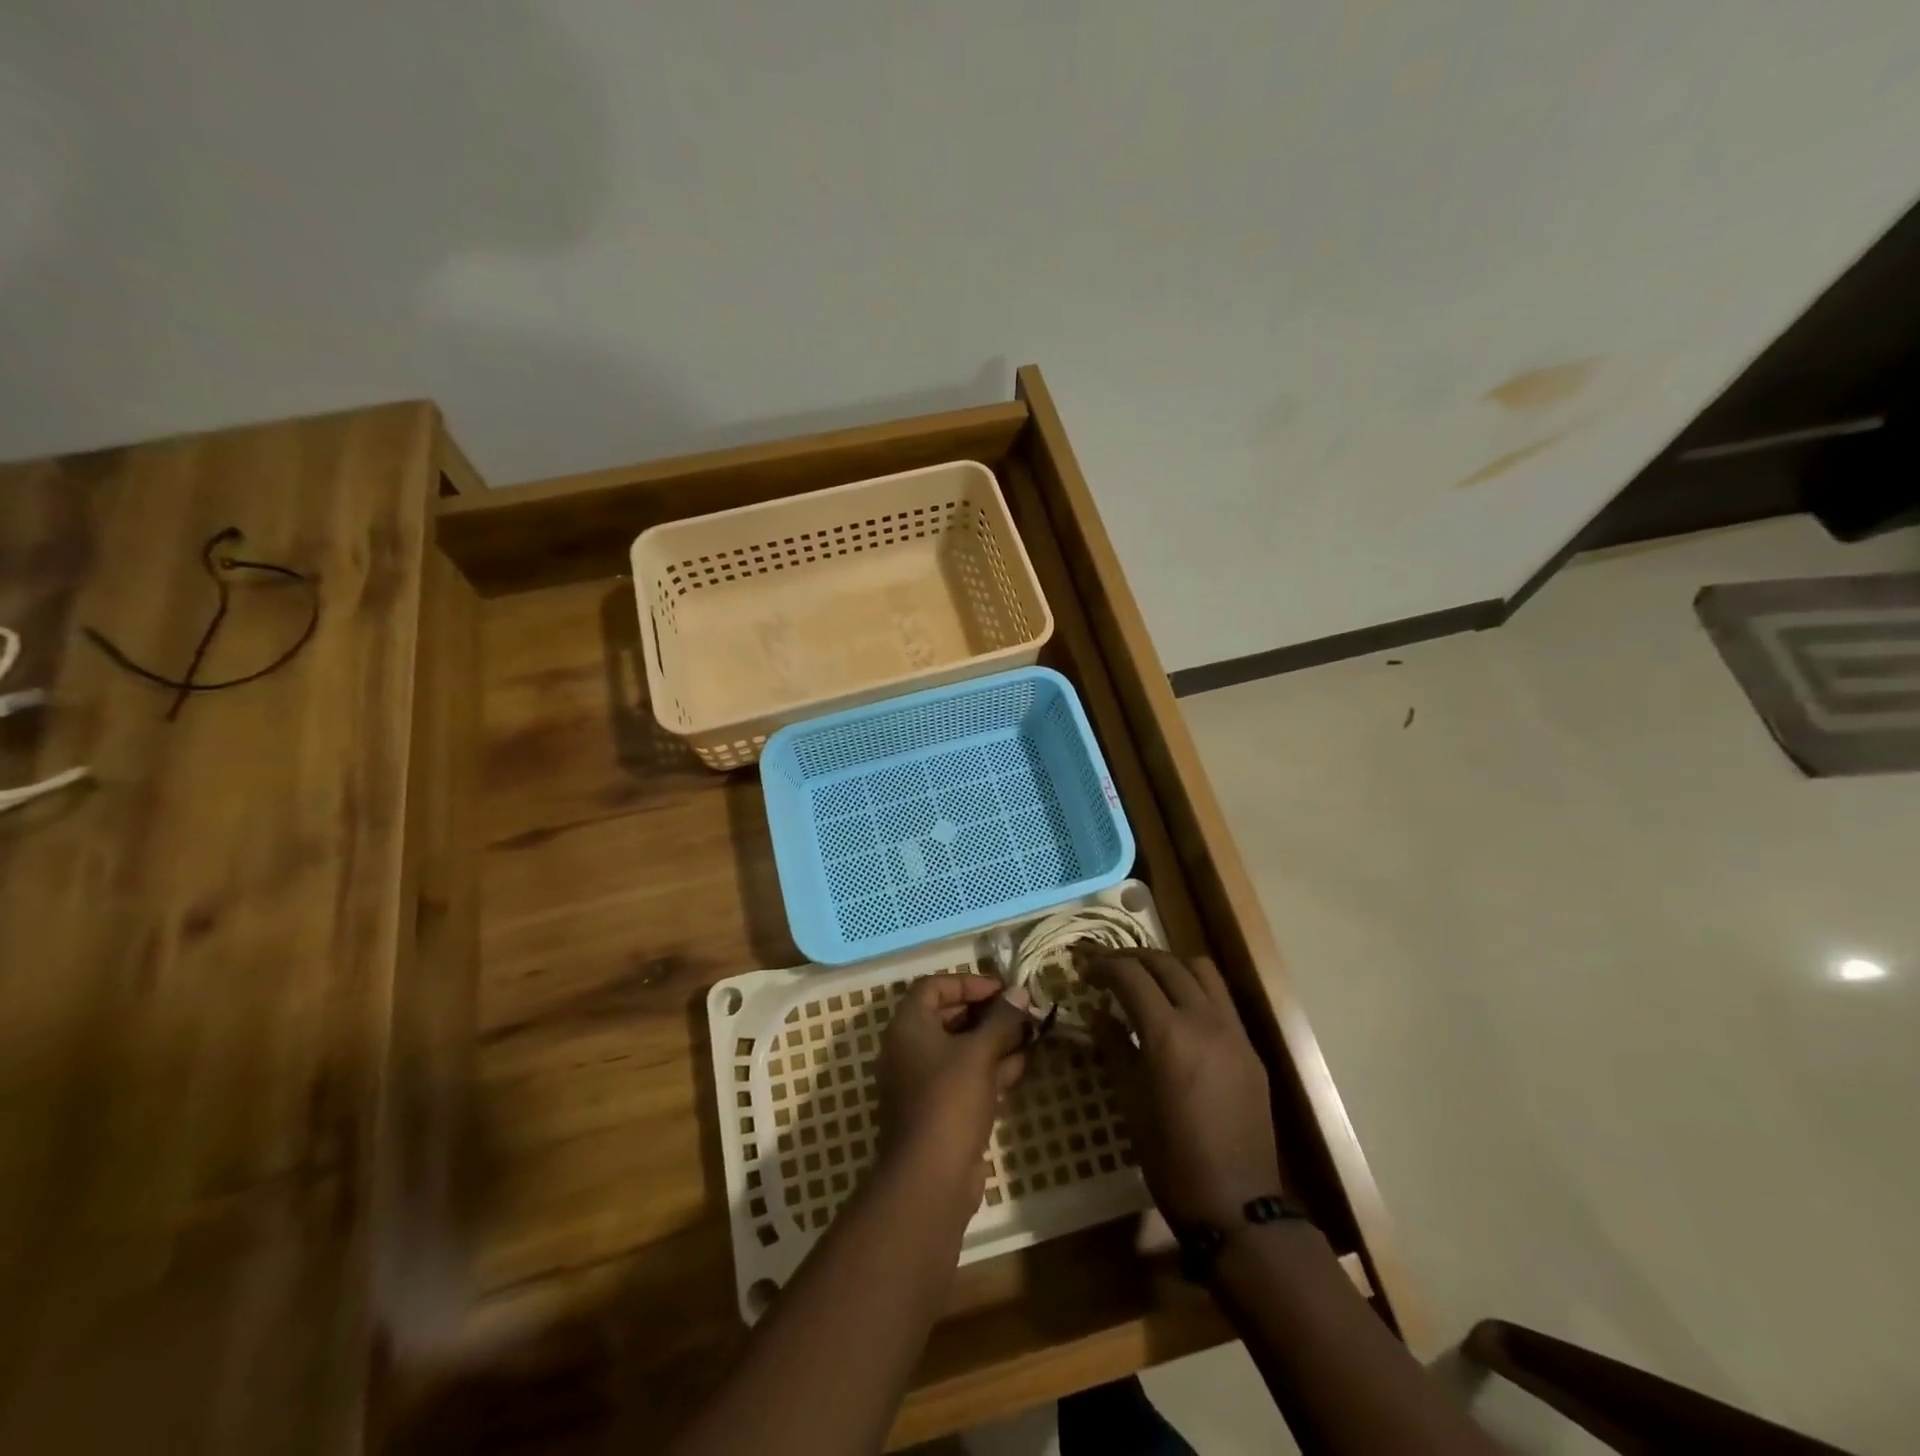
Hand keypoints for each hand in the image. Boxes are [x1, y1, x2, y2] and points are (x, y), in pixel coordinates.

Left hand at [876, 975, 1031, 1199]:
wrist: (930, 1178)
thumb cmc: (949, 1100)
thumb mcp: (980, 1053)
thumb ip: (1001, 1019)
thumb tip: (1020, 992)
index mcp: (908, 1026)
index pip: (934, 986)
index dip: (968, 982)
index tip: (1002, 990)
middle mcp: (909, 1048)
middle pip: (948, 1016)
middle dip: (987, 1012)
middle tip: (1021, 1012)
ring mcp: (922, 1081)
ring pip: (960, 1048)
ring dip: (993, 1040)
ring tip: (1030, 1035)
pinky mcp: (938, 1109)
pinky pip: (964, 1076)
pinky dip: (989, 1067)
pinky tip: (1021, 1064)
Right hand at [1080, 949, 1282, 1228]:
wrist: (1238, 1205)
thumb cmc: (1172, 1160)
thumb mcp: (1131, 1103)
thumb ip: (1115, 1048)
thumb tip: (1099, 1013)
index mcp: (1169, 1035)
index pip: (1131, 975)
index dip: (1103, 965)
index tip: (1083, 969)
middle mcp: (1205, 1021)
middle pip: (1165, 963)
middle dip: (1131, 958)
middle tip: (1105, 968)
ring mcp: (1233, 1031)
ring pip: (1200, 970)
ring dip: (1167, 965)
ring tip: (1144, 979)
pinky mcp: (1250, 1048)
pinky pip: (1220, 998)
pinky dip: (1192, 988)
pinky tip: (1176, 1010)